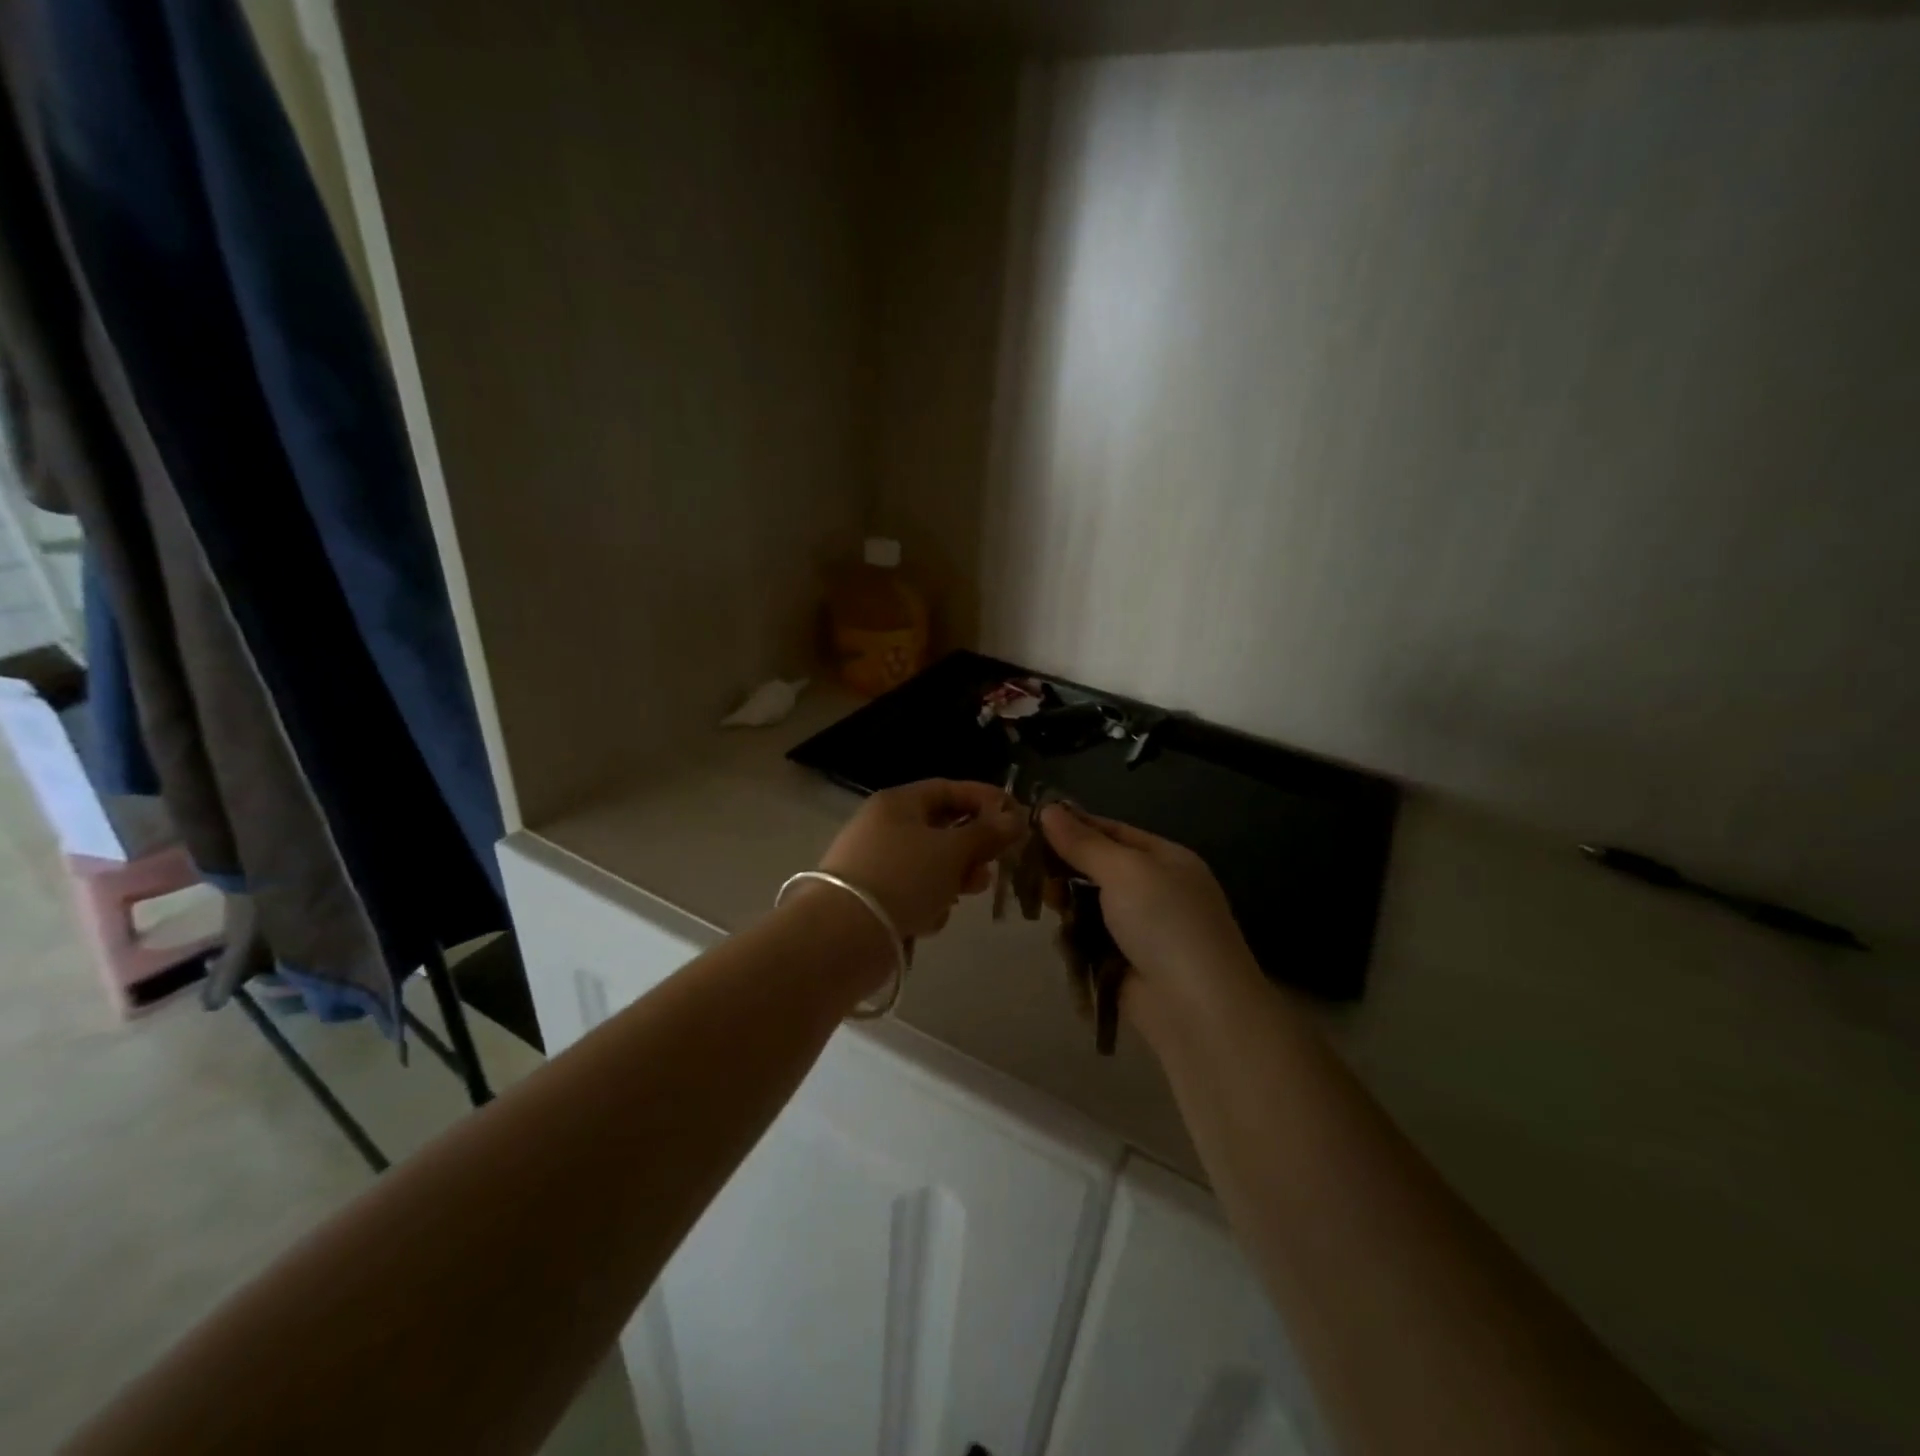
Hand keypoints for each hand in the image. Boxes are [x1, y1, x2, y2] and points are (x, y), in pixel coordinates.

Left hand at [818, 780, 1024, 939]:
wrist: (843, 935)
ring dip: (954, 879)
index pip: (949, 789)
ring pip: (931, 865)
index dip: (985, 799)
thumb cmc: (903, 877)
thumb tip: (1015, 818)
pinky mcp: (874, 899)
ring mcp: (877, 864)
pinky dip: (928, 903)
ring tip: (965, 893)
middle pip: (942, 829)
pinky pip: (914, 893)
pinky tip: (929, 919)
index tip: (1017, 816)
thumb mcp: (952, 850)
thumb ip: (987, 833)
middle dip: (972, 848)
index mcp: (898, 803)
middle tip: (995, 865)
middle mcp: (884, 827)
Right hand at [1039, 804, 1262, 1020]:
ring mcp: (1142, 931)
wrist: (1196, 1009)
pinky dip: (1075, 939)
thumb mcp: (1125, 871)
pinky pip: (1090, 942)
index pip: (1113, 831)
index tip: (1032, 823)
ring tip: (1047, 904)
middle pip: (1098, 869)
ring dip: (1067, 905)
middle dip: (1066, 868)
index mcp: (1166, 859)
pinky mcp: (1125, 966)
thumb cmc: (1165, 923)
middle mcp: (1156, 890)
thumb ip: (1084, 842)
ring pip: (1090, 906)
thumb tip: (1048, 809)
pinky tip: (1061, 939)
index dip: (1075, 825)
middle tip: (1033, 869)